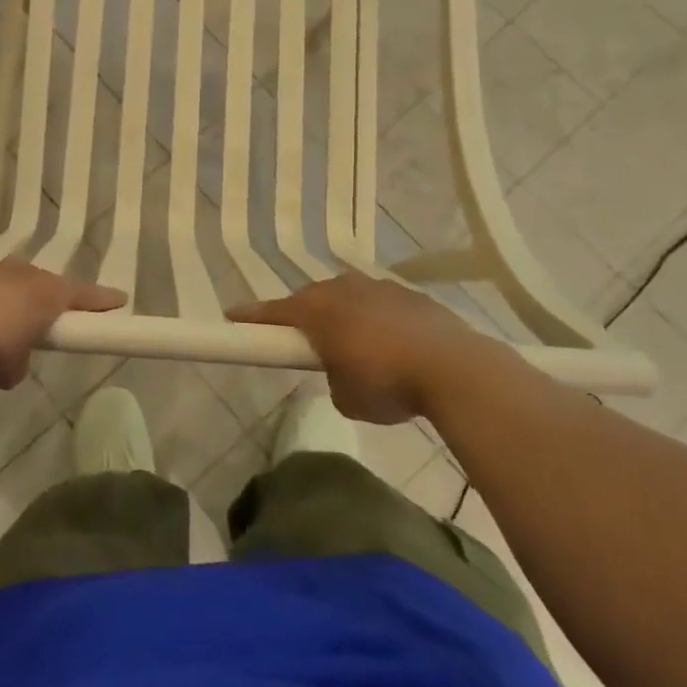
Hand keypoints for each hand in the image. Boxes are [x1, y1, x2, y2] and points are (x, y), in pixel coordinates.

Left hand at [0, 259, 124, 390]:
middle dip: (41, 301)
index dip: (101, 300)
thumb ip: (20, 358)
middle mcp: (18, 273)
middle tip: (38, 323)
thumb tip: (9, 357)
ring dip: (2, 302)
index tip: (119, 299)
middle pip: (39, 284)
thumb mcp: (13, 369)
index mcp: (45, 292)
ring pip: (2, 283)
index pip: (83, 295)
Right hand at [228, 273, 499, 423]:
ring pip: (348, 297)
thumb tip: (343, 371)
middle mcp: (343, 289)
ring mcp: (379, 287)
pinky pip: (381, 304)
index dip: (251, 317)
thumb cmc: (387, 384)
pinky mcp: (411, 295)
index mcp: (318, 310)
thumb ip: (333, 378)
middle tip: (305, 341)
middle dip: (305, 317)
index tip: (232, 316)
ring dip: (344, 316)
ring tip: (355, 345)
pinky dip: (377, 319)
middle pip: (312, 300)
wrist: (455, 369)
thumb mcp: (346, 398)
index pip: (273, 312)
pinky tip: (392, 343)